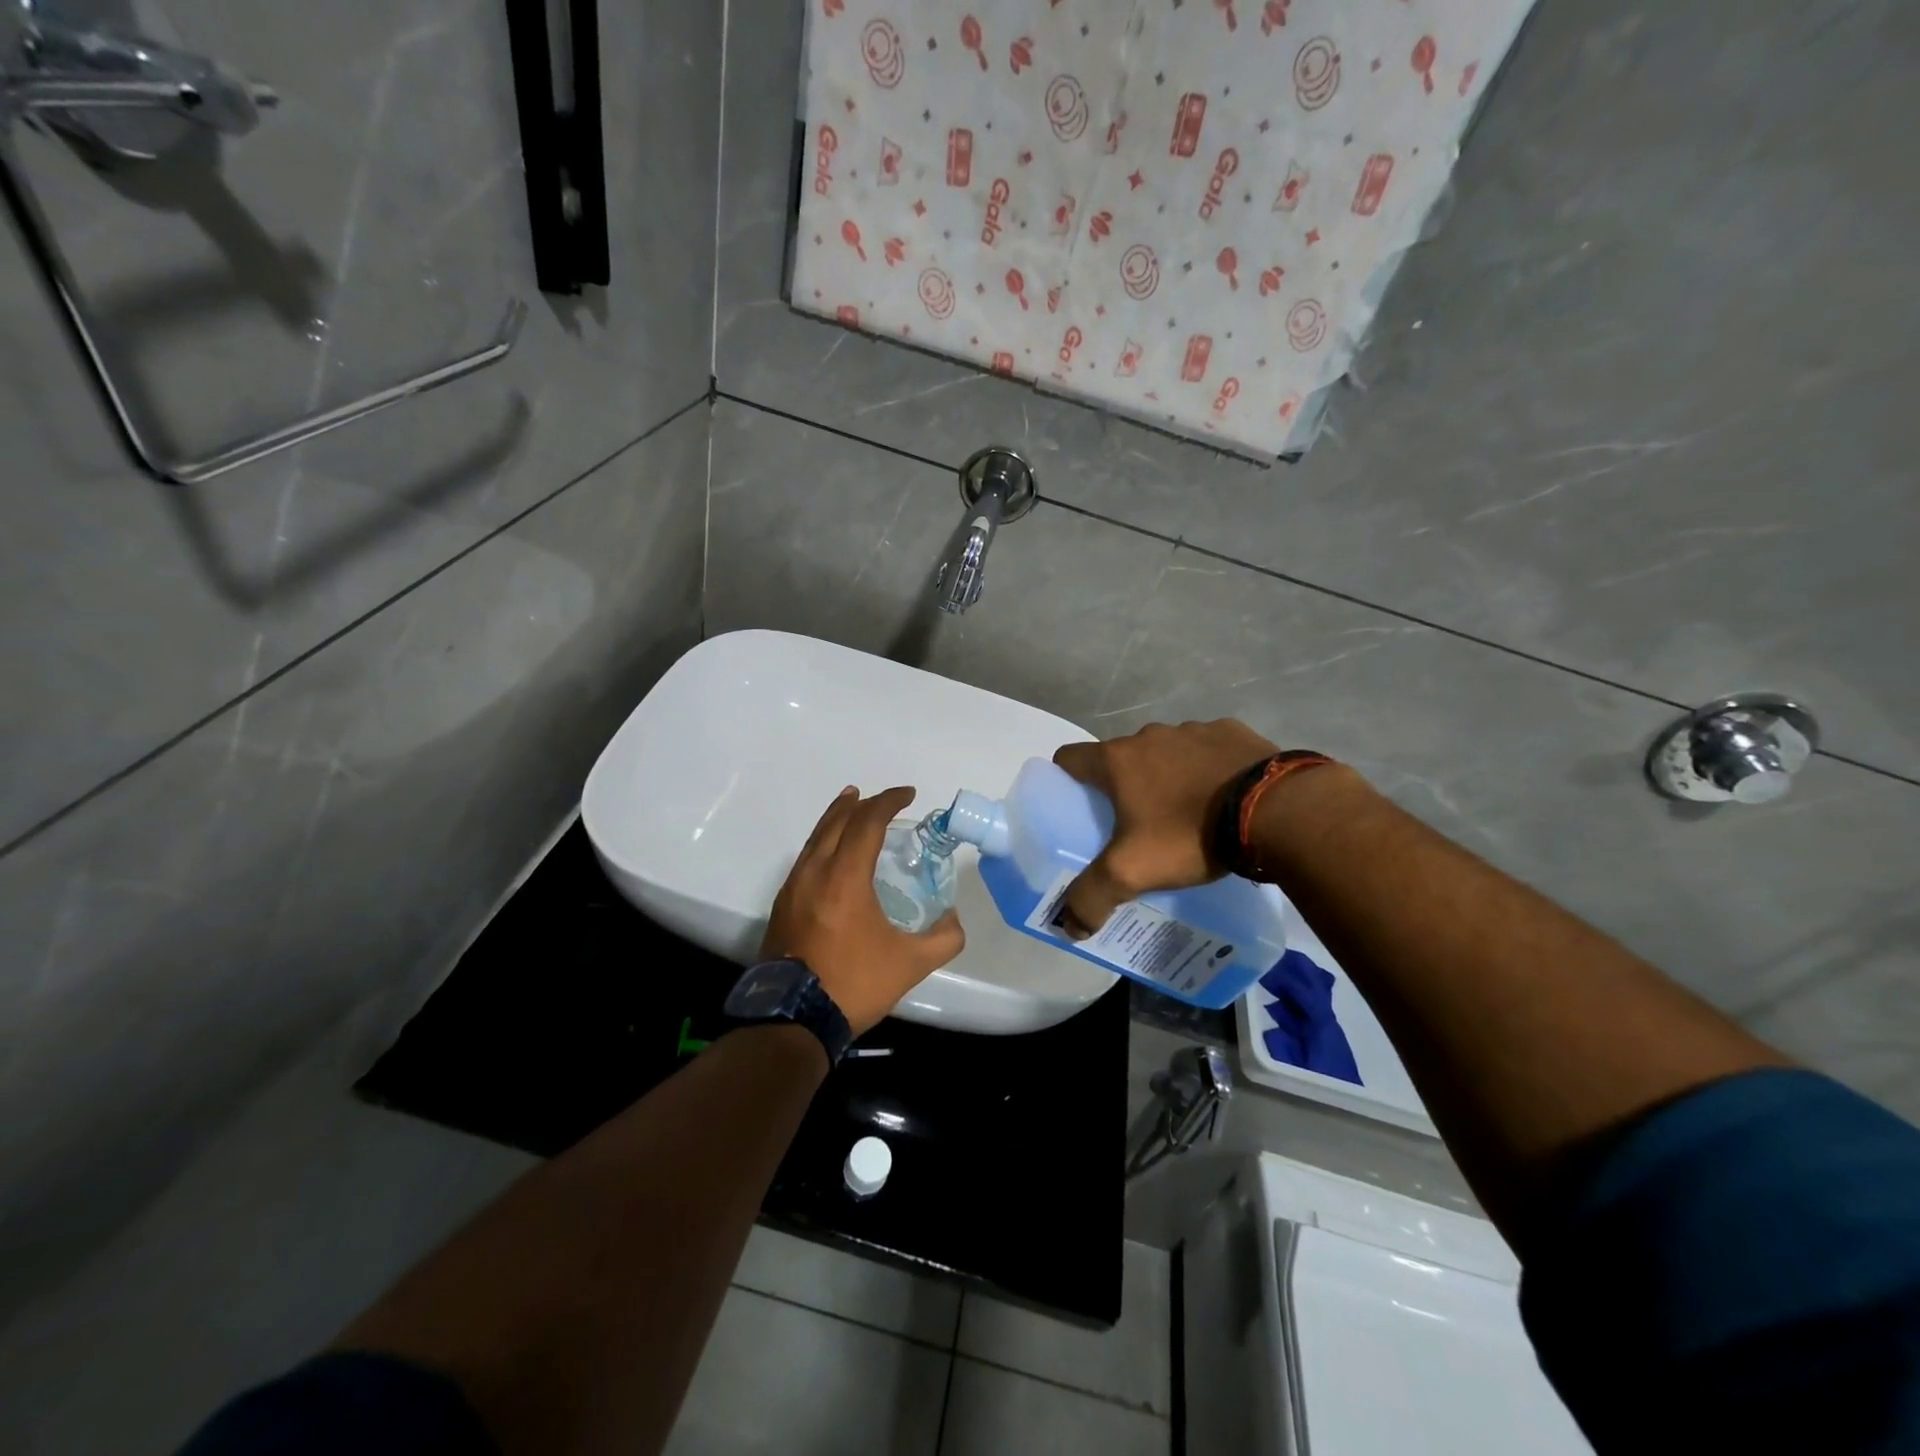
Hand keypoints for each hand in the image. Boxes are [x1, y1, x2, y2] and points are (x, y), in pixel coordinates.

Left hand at [762, 786, 965, 1036]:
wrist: (792, 1018)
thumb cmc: (853, 983)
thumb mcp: (910, 964)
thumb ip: (943, 939)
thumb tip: (953, 920)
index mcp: (845, 877)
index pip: (867, 823)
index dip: (889, 802)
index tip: (909, 795)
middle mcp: (814, 872)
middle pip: (836, 821)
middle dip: (860, 803)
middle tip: (880, 798)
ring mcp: (793, 888)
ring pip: (815, 838)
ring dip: (836, 819)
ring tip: (850, 808)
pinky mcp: (782, 905)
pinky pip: (805, 859)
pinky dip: (822, 843)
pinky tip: (831, 856)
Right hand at [1053, 720, 1279, 932]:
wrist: (1276, 810)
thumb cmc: (1189, 833)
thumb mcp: (1132, 872)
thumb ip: (1091, 897)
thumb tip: (1069, 926)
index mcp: (1118, 760)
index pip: (1069, 758)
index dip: (1065, 781)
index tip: (1077, 808)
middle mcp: (1150, 735)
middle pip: (1120, 759)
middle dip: (1122, 787)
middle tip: (1135, 826)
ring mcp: (1194, 730)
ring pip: (1165, 753)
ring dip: (1167, 776)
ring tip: (1186, 816)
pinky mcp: (1234, 732)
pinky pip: (1208, 750)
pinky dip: (1208, 769)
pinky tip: (1224, 799)